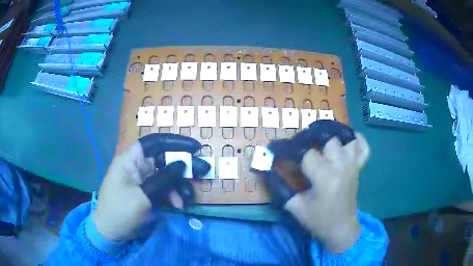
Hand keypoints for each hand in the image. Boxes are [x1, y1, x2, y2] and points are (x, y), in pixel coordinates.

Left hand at [93, 134, 209, 241]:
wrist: (109, 232)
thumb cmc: (120, 211)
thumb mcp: (142, 197)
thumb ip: (163, 179)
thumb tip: (183, 163)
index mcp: (130, 160)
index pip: (155, 142)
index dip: (175, 142)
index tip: (195, 148)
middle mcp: (136, 166)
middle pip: (163, 159)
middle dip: (183, 166)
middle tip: (203, 171)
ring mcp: (141, 180)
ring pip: (166, 175)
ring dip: (179, 185)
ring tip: (188, 198)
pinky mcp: (145, 192)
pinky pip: (163, 188)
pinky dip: (172, 195)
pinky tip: (178, 205)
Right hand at [264, 121, 369, 252]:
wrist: (341, 228)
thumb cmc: (318, 220)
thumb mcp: (294, 207)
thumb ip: (278, 187)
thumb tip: (265, 169)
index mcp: (325, 178)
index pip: (304, 153)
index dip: (286, 148)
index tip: (274, 148)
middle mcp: (341, 166)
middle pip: (326, 137)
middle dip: (308, 136)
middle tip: (297, 142)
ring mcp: (353, 165)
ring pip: (346, 136)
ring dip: (331, 131)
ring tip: (318, 135)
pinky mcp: (359, 167)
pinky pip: (363, 146)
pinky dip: (356, 138)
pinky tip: (345, 139)